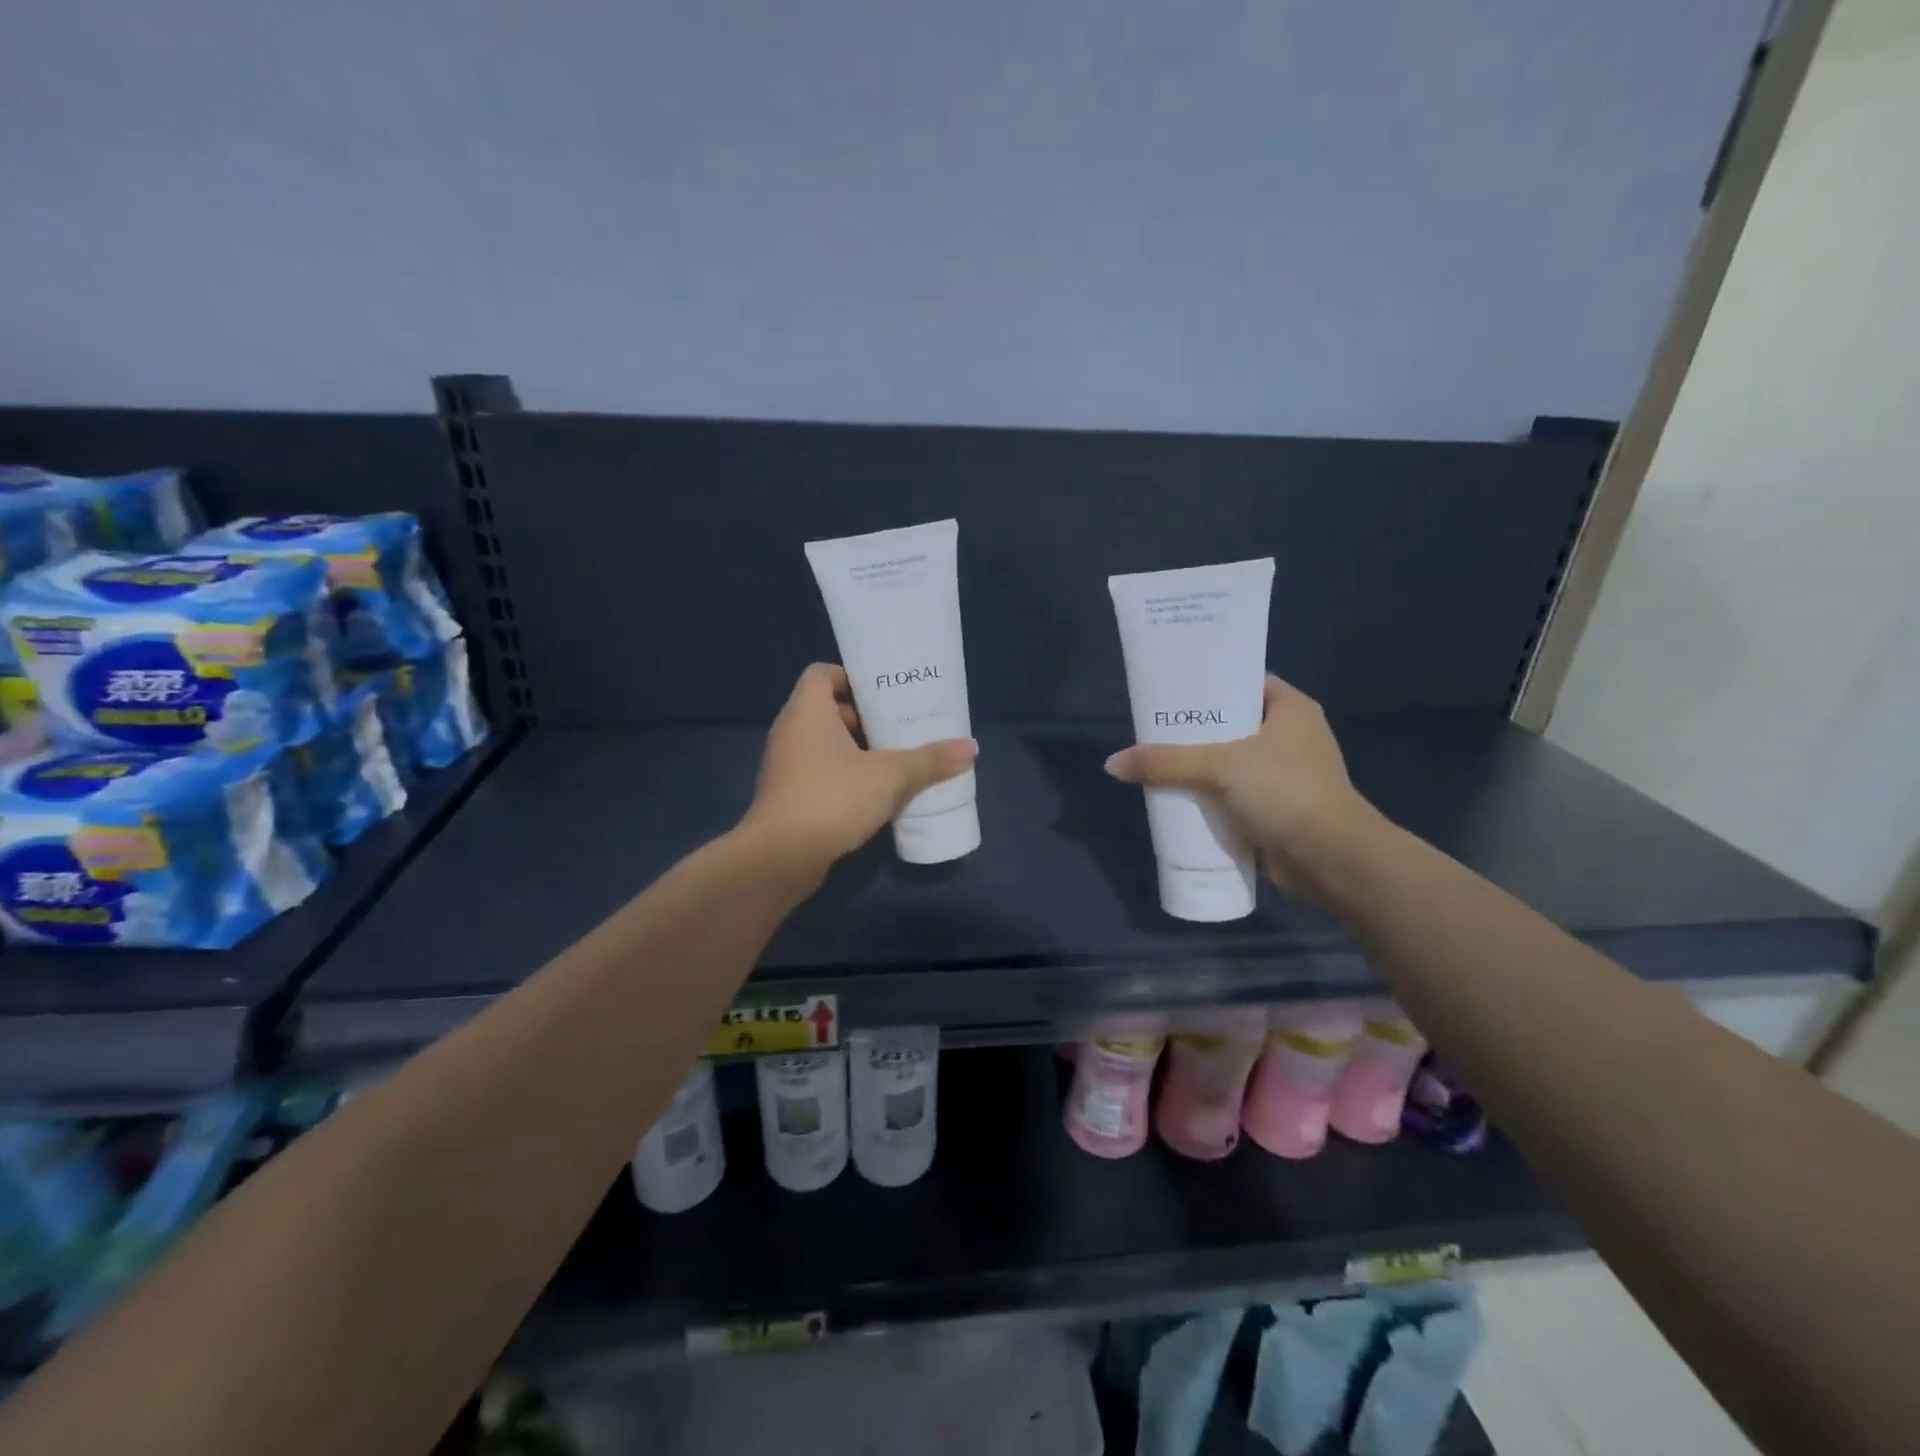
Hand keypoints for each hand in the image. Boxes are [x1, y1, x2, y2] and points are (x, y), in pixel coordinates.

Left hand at [743, 663, 977, 869]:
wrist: (781, 857)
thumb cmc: (833, 797)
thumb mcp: (891, 776)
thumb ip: (930, 760)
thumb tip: (972, 747)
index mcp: (807, 711)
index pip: (822, 674)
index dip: (851, 677)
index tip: (883, 693)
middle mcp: (790, 732)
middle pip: (827, 710)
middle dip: (864, 717)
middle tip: (899, 726)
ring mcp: (785, 767)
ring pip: (823, 745)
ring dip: (855, 750)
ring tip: (894, 759)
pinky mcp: (787, 797)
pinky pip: (818, 774)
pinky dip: (843, 776)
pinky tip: (874, 794)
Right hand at [1103, 676, 1376, 894]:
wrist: (1331, 859)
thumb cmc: (1284, 792)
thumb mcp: (1219, 767)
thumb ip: (1166, 762)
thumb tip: (1112, 764)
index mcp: (1291, 710)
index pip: (1245, 681)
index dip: (1211, 682)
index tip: (1173, 688)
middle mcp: (1292, 737)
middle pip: (1233, 723)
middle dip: (1196, 729)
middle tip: (1155, 727)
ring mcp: (1286, 776)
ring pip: (1232, 762)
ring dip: (1201, 766)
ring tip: (1158, 760)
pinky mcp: (1277, 809)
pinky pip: (1235, 794)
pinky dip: (1211, 796)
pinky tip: (1179, 796)